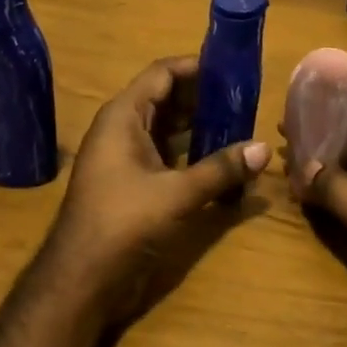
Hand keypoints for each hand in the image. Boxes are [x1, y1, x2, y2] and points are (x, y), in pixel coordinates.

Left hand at [38, 56, 269, 336]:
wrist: (81, 279)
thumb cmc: (123, 222)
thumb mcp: (177, 193)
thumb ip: (221, 169)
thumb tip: (265, 148)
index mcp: (123, 116)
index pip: (162, 73)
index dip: (195, 67)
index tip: (231, 68)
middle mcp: (122, 128)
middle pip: (166, 99)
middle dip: (203, 98)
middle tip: (244, 98)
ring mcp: (125, 156)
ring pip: (167, 128)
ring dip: (199, 126)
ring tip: (239, 124)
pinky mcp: (132, 182)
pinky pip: (165, 154)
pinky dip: (190, 152)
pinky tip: (221, 158)